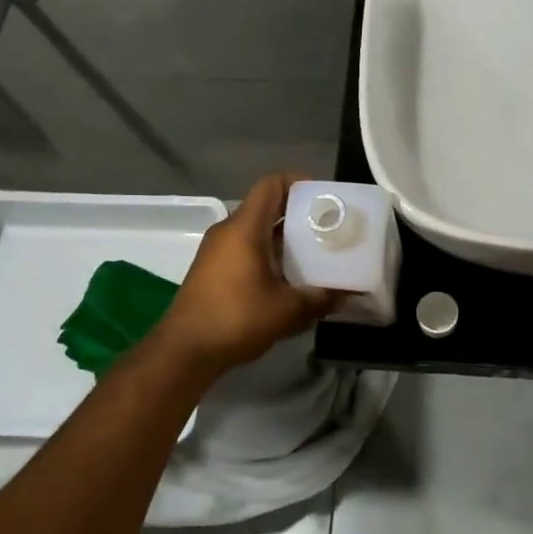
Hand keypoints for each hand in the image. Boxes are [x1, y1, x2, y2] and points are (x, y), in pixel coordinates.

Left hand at [153, 174, 338, 374]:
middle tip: (328, 228)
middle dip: (299, 215)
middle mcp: (229, 231)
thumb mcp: (287, 309)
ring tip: (316, 254)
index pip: (272, 184)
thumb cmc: (237, 318)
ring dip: (285, 238)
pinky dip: (269, 254)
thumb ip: (320, 298)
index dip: (299, 182)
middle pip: (267, 207)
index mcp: (245, 227)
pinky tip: (289, 278)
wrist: (185, 351)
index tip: (324, 198)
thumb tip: (347, 294)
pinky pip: (246, 249)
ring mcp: (217, 251)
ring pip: (257, 231)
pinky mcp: (213, 270)